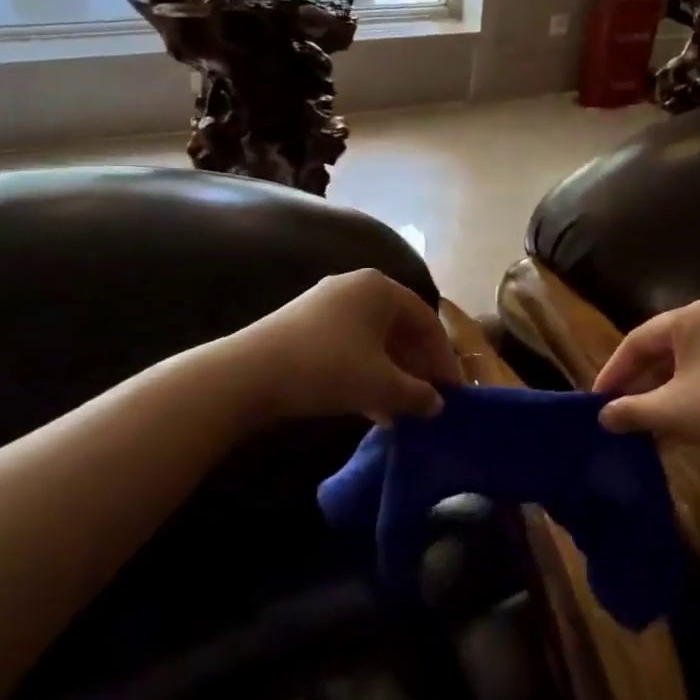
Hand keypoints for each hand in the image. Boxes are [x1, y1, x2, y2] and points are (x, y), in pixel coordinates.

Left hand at [235, 269, 461, 423]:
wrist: (248, 374)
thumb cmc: (328, 368)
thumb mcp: (382, 385)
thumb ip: (417, 394)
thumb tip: (437, 405)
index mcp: (381, 288)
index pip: (428, 321)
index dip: (443, 359)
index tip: (451, 392)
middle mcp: (355, 287)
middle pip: (400, 329)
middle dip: (416, 368)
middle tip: (427, 401)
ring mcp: (326, 304)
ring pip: (374, 341)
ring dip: (391, 375)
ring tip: (400, 412)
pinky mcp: (303, 325)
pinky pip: (349, 347)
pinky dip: (365, 373)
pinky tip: (370, 408)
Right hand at [594, 301, 699, 466]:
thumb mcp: (672, 412)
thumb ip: (631, 411)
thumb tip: (603, 417)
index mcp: (689, 318)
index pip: (636, 341)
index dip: (612, 372)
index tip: (596, 402)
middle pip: (663, 349)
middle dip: (639, 383)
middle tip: (619, 412)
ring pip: (687, 363)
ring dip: (664, 392)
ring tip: (646, 422)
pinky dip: (691, 394)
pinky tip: (683, 423)